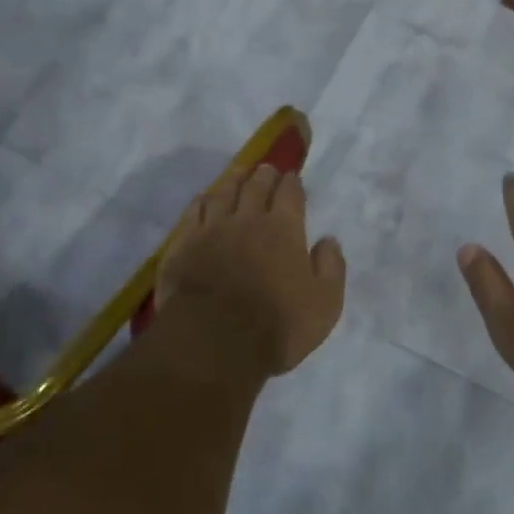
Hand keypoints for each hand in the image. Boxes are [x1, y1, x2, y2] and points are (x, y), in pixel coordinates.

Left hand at [157, 165, 345, 376]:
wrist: (213, 343)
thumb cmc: (276, 326)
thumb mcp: (324, 304)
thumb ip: (331, 267)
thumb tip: (328, 240)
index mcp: (284, 229)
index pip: (290, 194)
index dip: (292, 183)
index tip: (292, 177)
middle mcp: (248, 219)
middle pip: (256, 186)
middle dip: (264, 175)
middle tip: (266, 170)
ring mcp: (212, 229)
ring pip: (223, 192)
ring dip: (233, 180)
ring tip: (238, 173)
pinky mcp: (183, 244)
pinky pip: (193, 212)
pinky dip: (202, 200)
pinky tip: (204, 198)